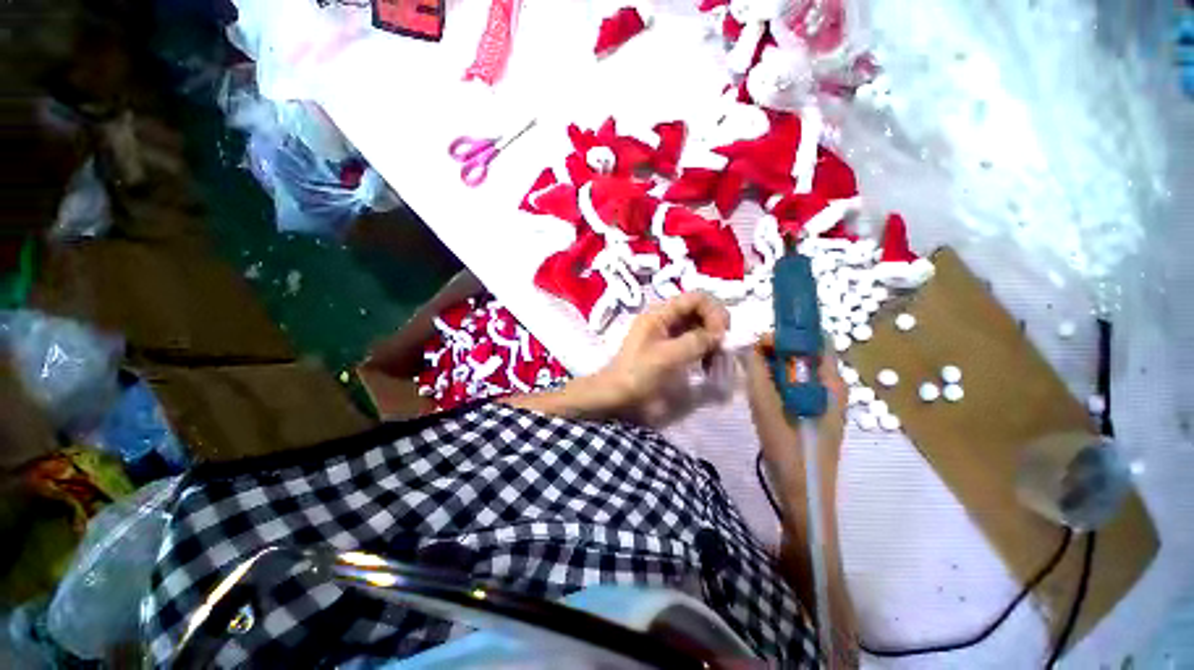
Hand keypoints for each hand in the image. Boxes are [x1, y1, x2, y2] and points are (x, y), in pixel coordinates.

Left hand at [593, 292, 730, 414]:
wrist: (616, 394)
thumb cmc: (639, 374)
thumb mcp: (668, 356)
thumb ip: (696, 341)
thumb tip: (719, 334)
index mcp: (660, 313)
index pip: (697, 298)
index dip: (714, 312)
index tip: (722, 335)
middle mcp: (665, 317)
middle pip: (699, 310)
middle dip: (715, 326)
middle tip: (722, 349)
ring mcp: (666, 332)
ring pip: (698, 326)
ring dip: (711, 340)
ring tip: (715, 361)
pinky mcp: (669, 346)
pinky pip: (692, 341)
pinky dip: (703, 350)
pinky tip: (707, 365)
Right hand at [740, 334, 847, 464]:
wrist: (803, 493)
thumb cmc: (789, 448)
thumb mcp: (767, 405)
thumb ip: (758, 372)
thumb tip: (754, 344)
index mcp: (830, 383)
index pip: (816, 340)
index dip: (790, 334)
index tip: (762, 341)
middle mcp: (831, 387)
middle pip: (806, 353)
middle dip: (777, 350)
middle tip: (750, 358)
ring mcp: (823, 401)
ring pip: (798, 370)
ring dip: (775, 366)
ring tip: (751, 373)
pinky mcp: (812, 412)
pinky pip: (795, 385)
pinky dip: (777, 381)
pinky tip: (761, 392)